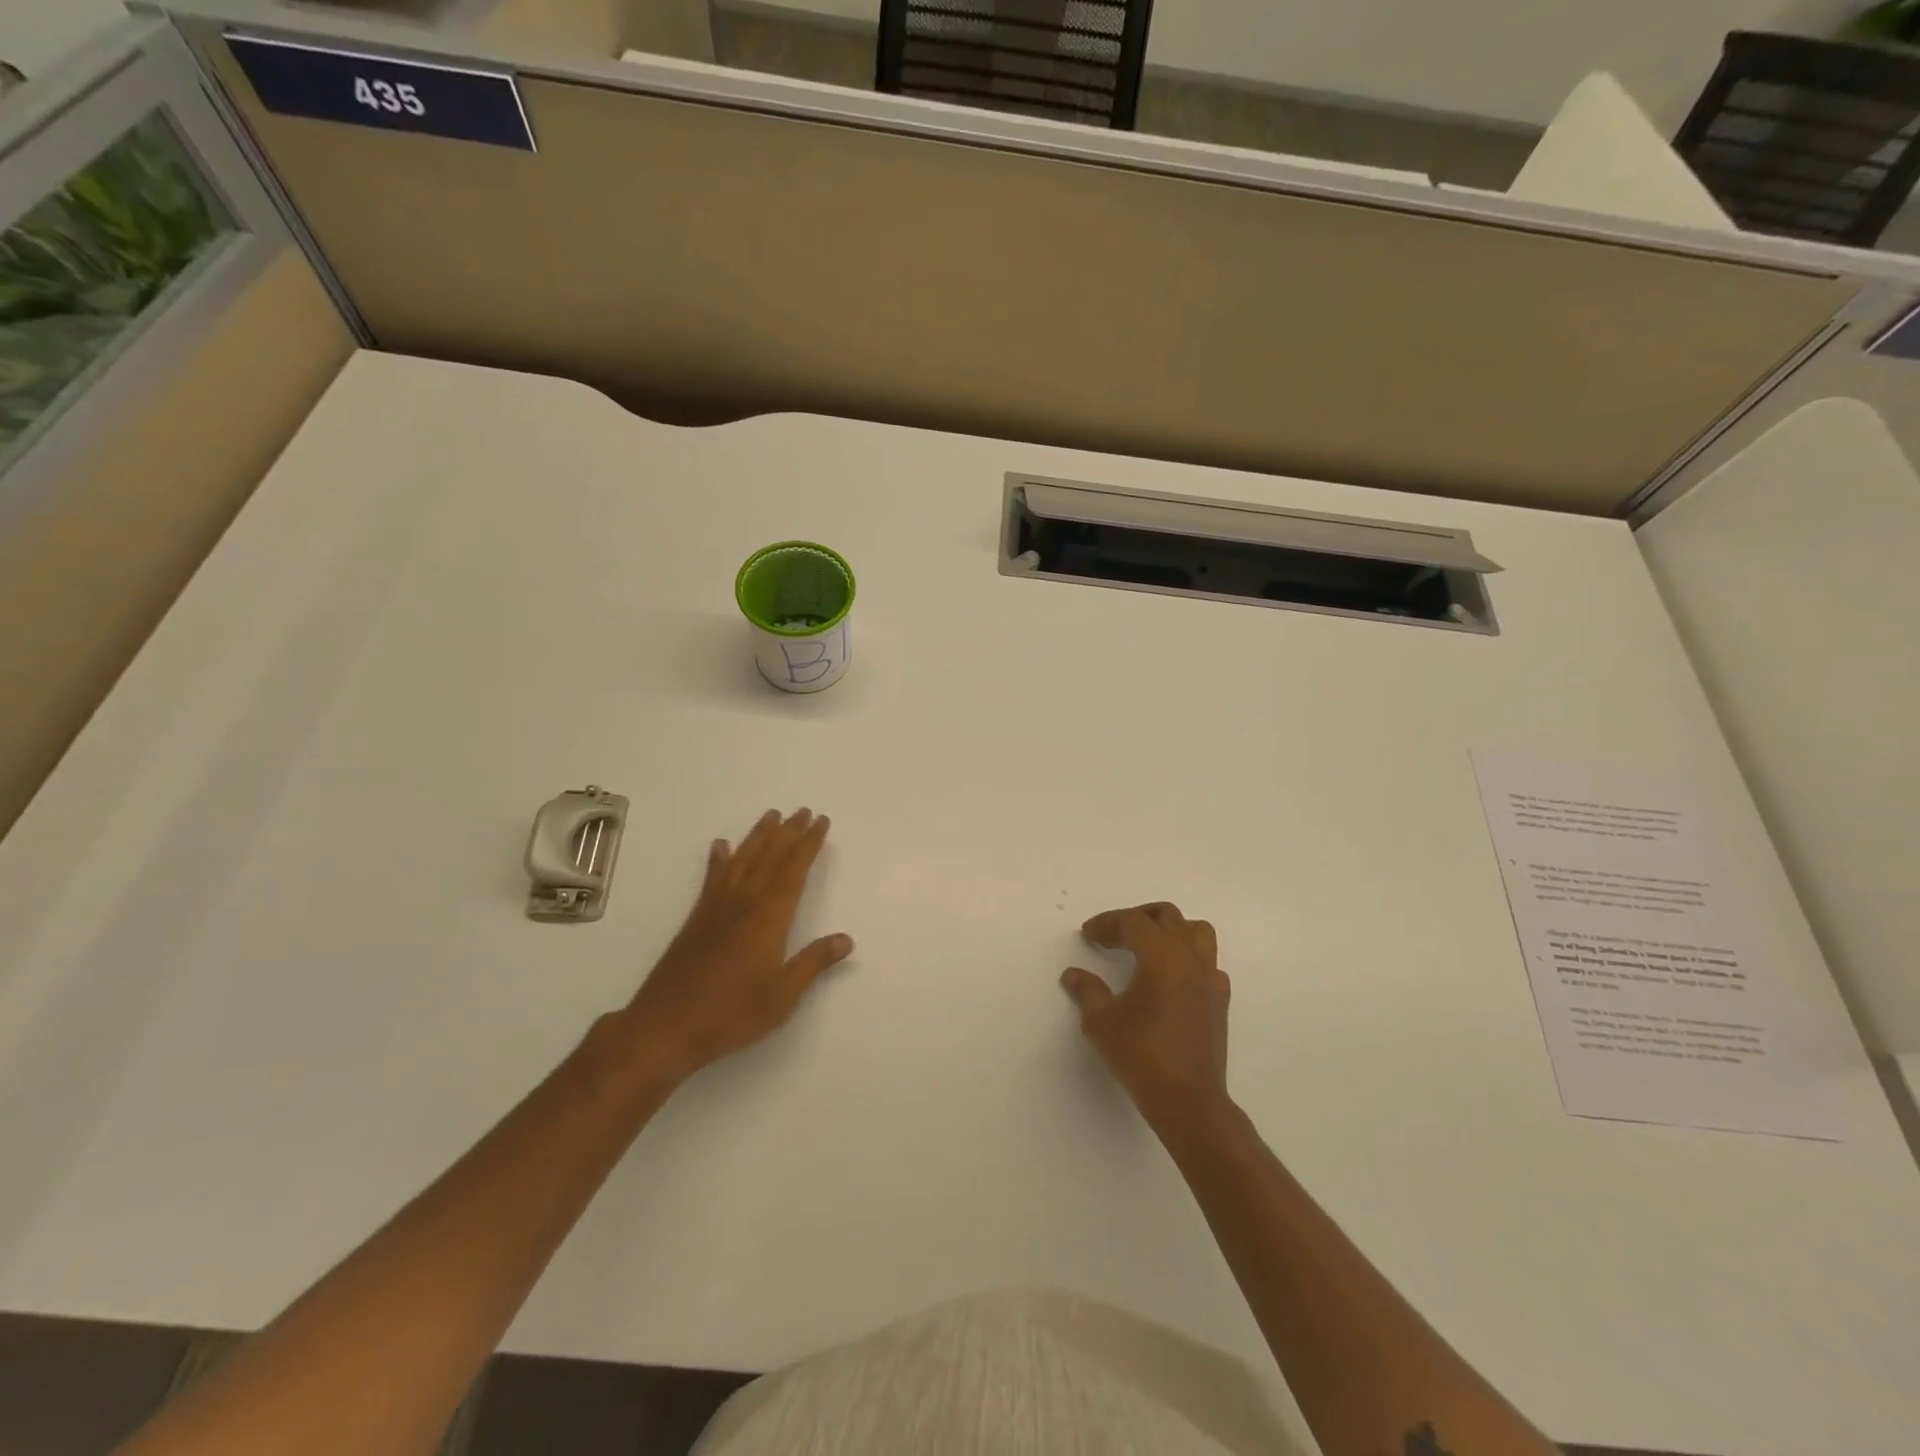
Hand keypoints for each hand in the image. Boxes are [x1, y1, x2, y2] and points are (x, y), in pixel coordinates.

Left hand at [625, 808, 852, 1085]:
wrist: (664, 1028)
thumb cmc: (731, 1014)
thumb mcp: (782, 996)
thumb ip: (813, 963)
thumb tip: (845, 939)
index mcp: (769, 918)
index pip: (794, 871)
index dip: (808, 844)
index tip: (820, 821)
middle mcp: (743, 903)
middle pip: (769, 858)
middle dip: (788, 833)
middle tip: (802, 810)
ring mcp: (716, 909)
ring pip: (742, 861)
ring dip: (758, 837)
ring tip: (771, 816)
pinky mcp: (696, 920)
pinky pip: (712, 879)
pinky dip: (718, 860)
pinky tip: (721, 847)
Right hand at [1062, 902, 1231, 1129]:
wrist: (1188, 1100)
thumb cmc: (1141, 1054)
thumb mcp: (1101, 1021)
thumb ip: (1087, 991)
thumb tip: (1073, 975)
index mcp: (1161, 955)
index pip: (1133, 921)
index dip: (1107, 923)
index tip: (1088, 935)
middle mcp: (1190, 958)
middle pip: (1167, 916)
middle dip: (1138, 918)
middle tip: (1114, 934)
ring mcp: (1210, 978)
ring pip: (1197, 932)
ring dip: (1171, 931)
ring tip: (1148, 947)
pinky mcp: (1220, 1001)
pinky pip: (1208, 964)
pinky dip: (1189, 960)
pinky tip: (1172, 980)